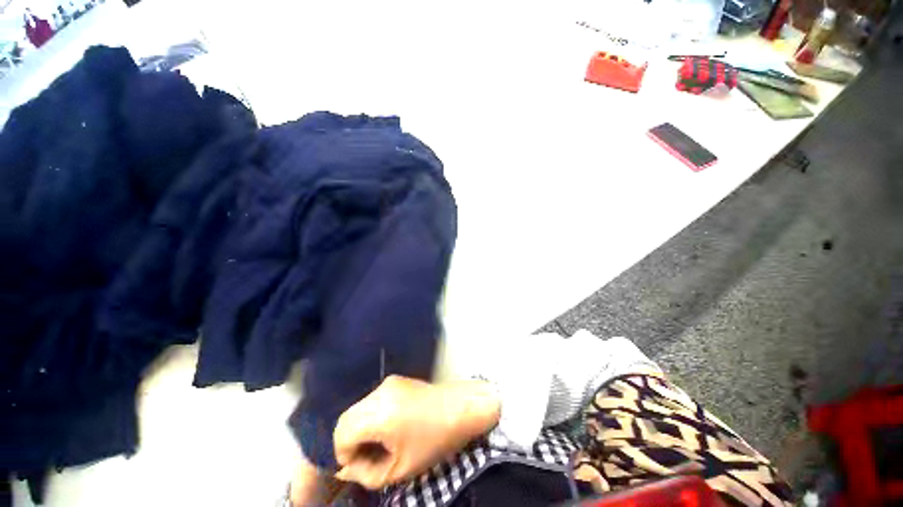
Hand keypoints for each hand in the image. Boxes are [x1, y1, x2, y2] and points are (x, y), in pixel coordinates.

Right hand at [333, 375, 500, 489]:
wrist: (460, 407)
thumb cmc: (434, 440)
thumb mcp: (400, 469)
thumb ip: (367, 474)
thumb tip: (346, 469)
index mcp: (380, 413)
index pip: (341, 433)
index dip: (345, 454)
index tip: (361, 465)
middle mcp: (379, 392)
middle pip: (345, 418)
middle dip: (350, 441)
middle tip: (369, 456)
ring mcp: (387, 382)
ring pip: (357, 408)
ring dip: (360, 428)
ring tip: (380, 442)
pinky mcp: (395, 380)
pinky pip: (371, 400)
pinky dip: (370, 416)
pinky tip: (389, 426)